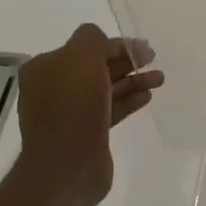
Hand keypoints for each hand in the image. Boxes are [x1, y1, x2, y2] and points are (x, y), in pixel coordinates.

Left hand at [16, 24, 163, 205]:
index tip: (143, 47)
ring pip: (105, 89)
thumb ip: (93, 40)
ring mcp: (69, 113)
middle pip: (96, 67)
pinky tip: (147, 97)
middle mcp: (54, 88)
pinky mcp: (85, 134)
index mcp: (45, 67)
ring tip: (160, 78)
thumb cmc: (73, 105)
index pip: (85, 46)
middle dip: (126, 61)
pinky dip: (128, 101)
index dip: (116, 44)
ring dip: (132, 81)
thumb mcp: (81, 57)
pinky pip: (109, 110)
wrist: (67, 165)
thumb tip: (105, 42)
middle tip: (153, 59)